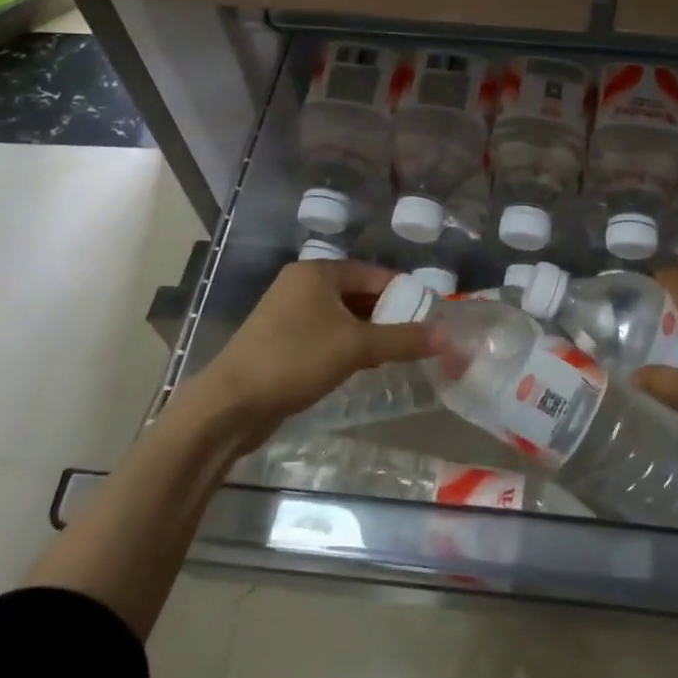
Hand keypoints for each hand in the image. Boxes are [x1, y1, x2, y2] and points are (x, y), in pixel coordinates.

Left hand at [197, 260, 435, 440]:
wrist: (229, 405)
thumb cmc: (295, 360)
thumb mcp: (356, 347)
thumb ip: (403, 339)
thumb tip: (447, 335)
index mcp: (317, 272)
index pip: (374, 274)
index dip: (404, 294)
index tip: (429, 316)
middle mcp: (302, 284)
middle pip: (358, 294)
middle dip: (387, 315)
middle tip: (415, 339)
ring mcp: (287, 312)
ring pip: (342, 316)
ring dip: (368, 333)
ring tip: (394, 355)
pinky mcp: (280, 340)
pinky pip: (325, 334)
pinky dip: (346, 345)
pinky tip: (361, 366)